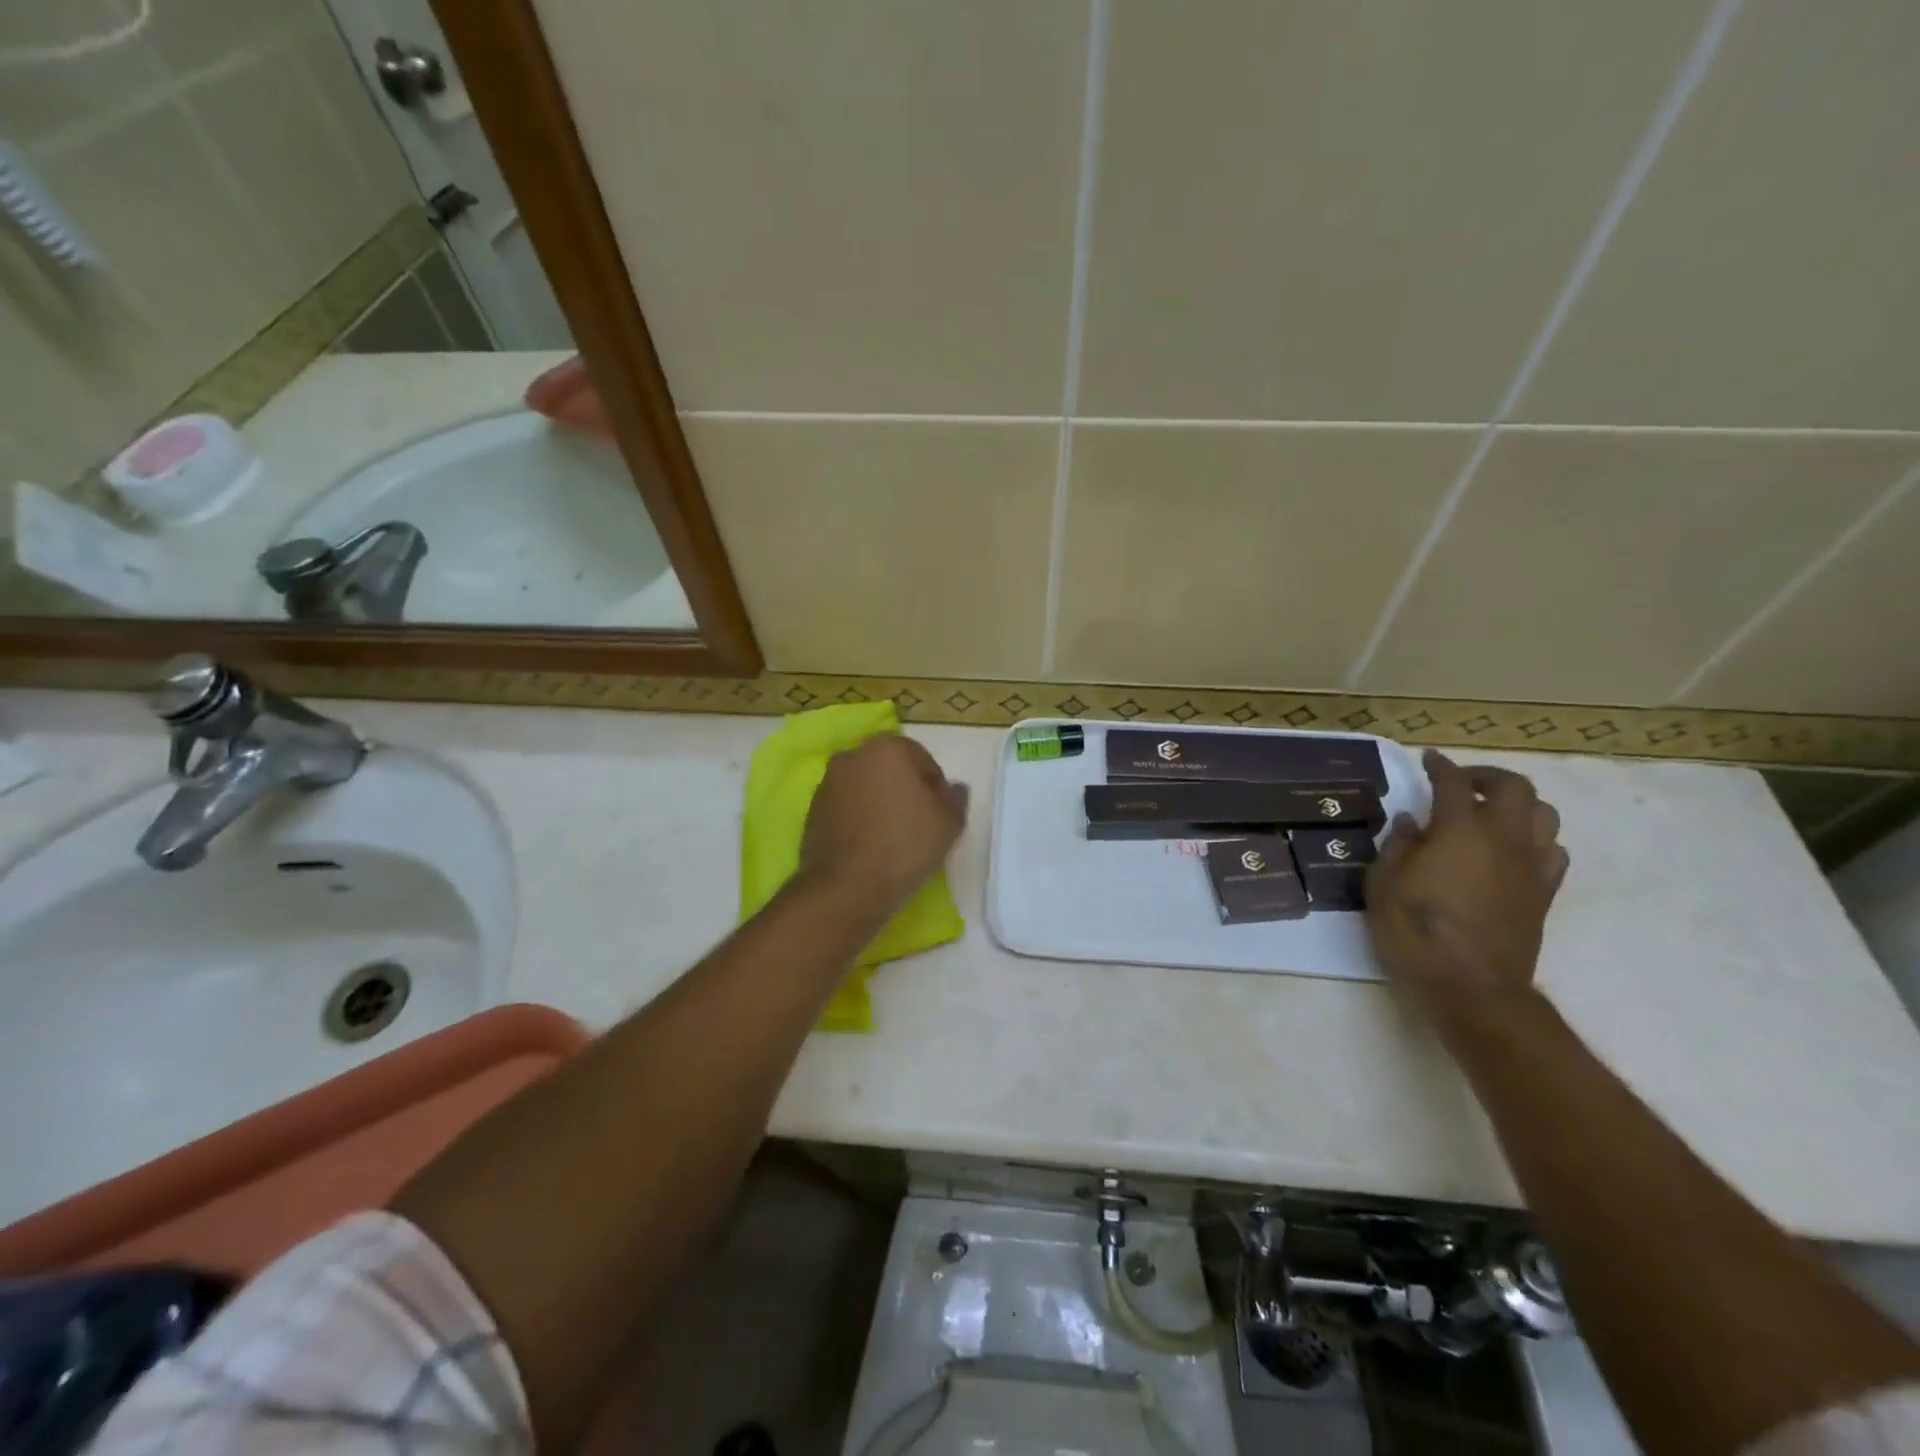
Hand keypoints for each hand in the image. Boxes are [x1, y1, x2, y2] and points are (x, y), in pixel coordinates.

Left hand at [800, 736, 967, 914]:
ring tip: (891, 838)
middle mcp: (853, 755)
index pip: (922, 760)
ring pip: (866, 788)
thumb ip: (955, 798)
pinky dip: (858, 819)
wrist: (847, 886)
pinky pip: (846, 807)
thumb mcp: (949, 822)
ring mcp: (828, 782)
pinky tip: (868, 846)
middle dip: (904, 790)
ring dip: (879, 803)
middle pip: (890, 770)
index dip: (935, 788)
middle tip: (917, 825)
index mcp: (888, 748)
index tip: (937, 815)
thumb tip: (954, 788)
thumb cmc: (905, 845)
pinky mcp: (813, 809)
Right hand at [1366, 751, 1567, 1028]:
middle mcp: (1503, 839)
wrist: (1472, 988)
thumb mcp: (1383, 885)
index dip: (1440, 766)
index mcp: (1459, 831)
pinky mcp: (1544, 894)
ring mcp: (1530, 866)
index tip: (1428, 759)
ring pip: (1544, 815)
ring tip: (1490, 814)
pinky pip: (1553, 851)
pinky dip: (1535, 839)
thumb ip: (1397, 846)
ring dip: (1518, 805)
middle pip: (1514, 788)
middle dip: (1487, 777)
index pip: (1454, 784)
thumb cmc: (1415, 931)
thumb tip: (1411, 821)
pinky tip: (1512, 851)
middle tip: (1461, 784)